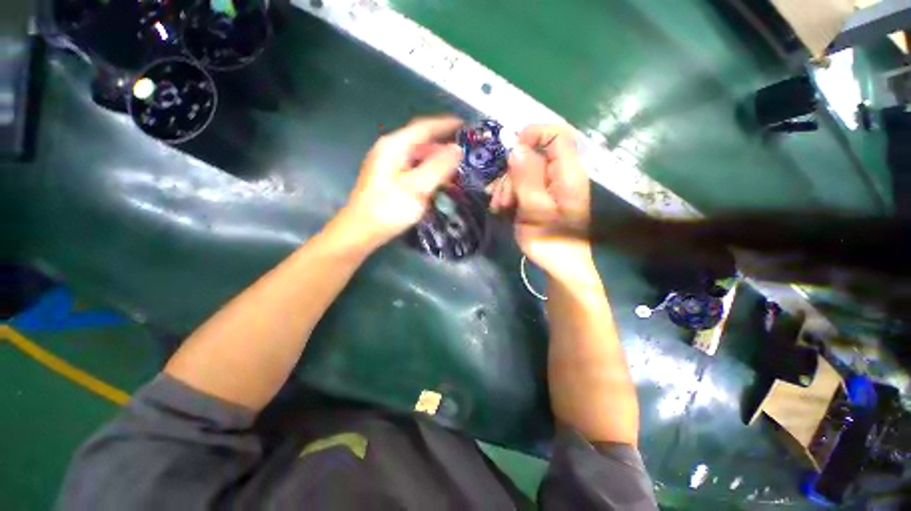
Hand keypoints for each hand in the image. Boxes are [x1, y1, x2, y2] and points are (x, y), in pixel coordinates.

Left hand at [339, 116, 463, 247]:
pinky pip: (413, 168)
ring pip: (417, 156)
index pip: (424, 127)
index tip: (464, 125)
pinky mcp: (389, 179)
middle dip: (442, 146)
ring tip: (454, 170)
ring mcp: (387, 165)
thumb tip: (457, 149)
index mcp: (394, 146)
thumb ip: (438, 167)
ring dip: (436, 160)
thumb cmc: (388, 209)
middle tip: (463, 154)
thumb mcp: (417, 187)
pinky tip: (436, 182)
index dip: (445, 124)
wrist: (361, 231)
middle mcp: (389, 151)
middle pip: (420, 141)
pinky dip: (427, 171)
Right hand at [490, 125, 593, 280]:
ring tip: (500, 207)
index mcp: (569, 173)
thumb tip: (516, 147)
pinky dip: (510, 192)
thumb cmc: (550, 242)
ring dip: (507, 185)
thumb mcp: (535, 210)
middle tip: (501, 197)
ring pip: (525, 170)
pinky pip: (524, 183)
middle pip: (535, 154)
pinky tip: (502, 207)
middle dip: (512, 172)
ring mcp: (553, 185)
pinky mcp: (543, 195)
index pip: (557, 134)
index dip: (532, 134)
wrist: (560, 266)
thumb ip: (526, 177)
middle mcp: (563, 174)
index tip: (510, 151)